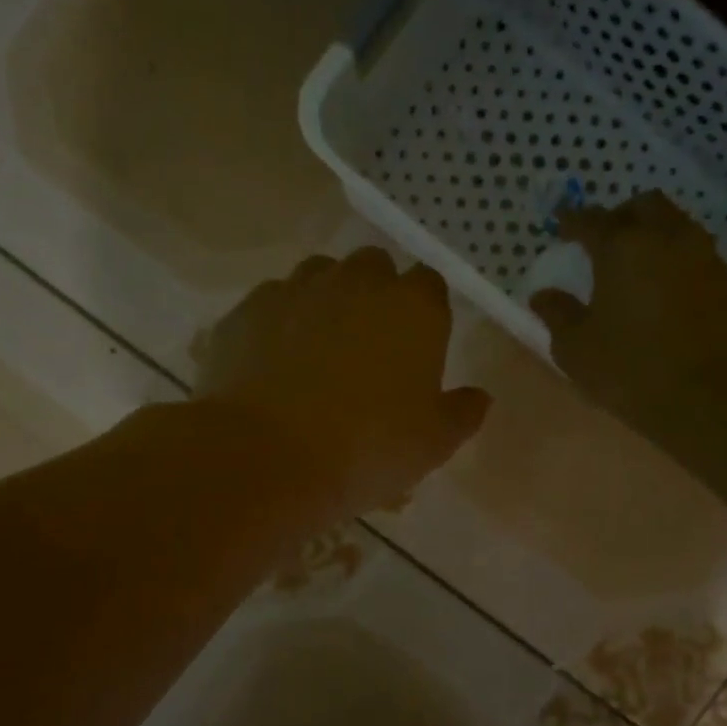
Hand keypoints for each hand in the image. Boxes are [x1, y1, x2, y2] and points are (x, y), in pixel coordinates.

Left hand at [197, 248, 490, 521]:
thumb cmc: (368, 448)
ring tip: (318, 350)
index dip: (424, 313)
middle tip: (369, 346)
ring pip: (319, 276)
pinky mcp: (248, 309)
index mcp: (413, 307)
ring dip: (326, 300)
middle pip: (374, 268)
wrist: (269, 457)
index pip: (429, 285)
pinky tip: (274, 363)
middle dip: (375, 295)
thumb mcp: (433, 443)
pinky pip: (272, 303)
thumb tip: (478, 396)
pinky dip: (279, 322)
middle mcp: (357, 282)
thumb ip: (462, 413)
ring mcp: (297, 289)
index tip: (417, 347)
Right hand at [529, 191, 726, 436]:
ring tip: (634, 264)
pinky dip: (673, 256)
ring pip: (674, 224)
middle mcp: (665, 237)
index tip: (560, 226)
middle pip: (642, 206)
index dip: (571, 221)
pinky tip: (662, 285)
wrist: (710, 396)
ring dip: (651, 233)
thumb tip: (543, 295)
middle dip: (619, 216)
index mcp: (621, 247)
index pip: (590, 220)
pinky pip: (694, 250)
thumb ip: (557, 314)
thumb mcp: (576, 349)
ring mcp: (701, 255)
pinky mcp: (724, 279)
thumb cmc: (631, 369)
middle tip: (602, 241)